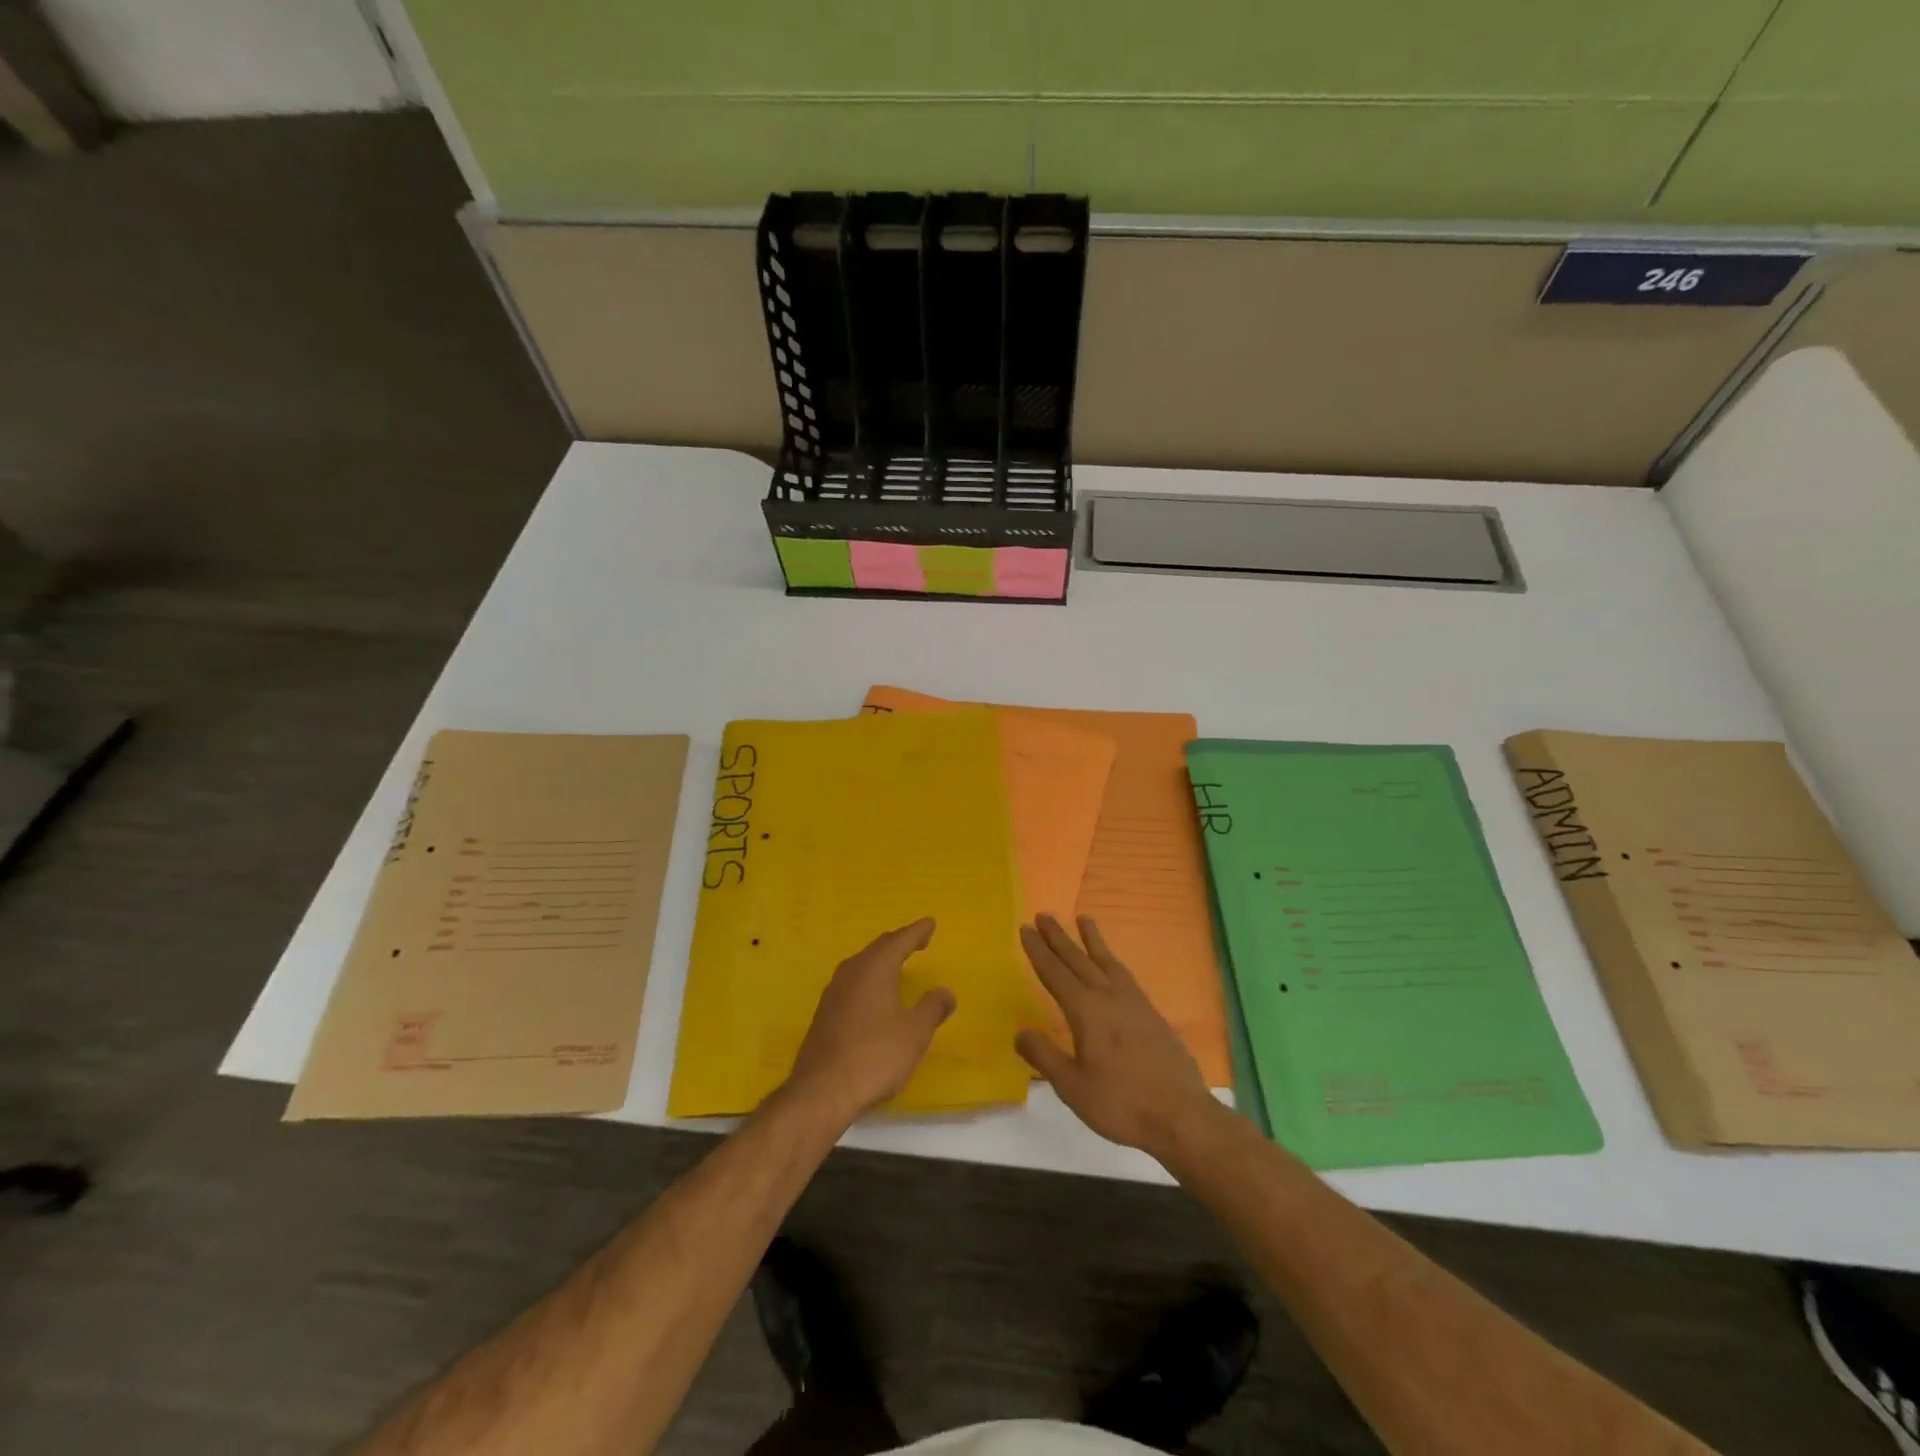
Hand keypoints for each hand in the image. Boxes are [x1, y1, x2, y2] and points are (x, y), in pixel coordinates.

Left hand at [782, 919, 955, 1124]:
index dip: (917, 931)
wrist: (822, 1091)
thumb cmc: (875, 1055)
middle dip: (899, 942)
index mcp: (875, 968)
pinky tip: (873, 995)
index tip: (930, 923)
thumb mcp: (915, 1033)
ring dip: (881, 960)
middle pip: (878, 948)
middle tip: (917, 940)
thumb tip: (945, 992)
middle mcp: (852, 972)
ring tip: (896, 963)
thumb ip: (932, 1008)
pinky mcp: (824, 1013)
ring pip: (862, 965)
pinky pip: (852, 983)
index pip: (900, 940)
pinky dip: (869, 979)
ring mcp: (833, 992)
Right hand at [1016, 914, 1223, 1162]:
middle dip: (1059, 937)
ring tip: (1083, 919)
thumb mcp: (1072, 1086)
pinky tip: (1112, 964)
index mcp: (1086, 1011)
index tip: (1025, 928)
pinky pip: (1124, 974)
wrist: (1181, 1115)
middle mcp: (1108, 997)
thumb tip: (1020, 1032)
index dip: (1038, 951)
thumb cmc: (1121, 1103)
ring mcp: (1133, 1002)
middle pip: (1078, 959)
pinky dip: (1112, 960)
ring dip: (1091, 940)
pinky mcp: (1151, 1013)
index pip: (1054, 973)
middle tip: (1044, 915)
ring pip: (1106, 961)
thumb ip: (1044, 1056)